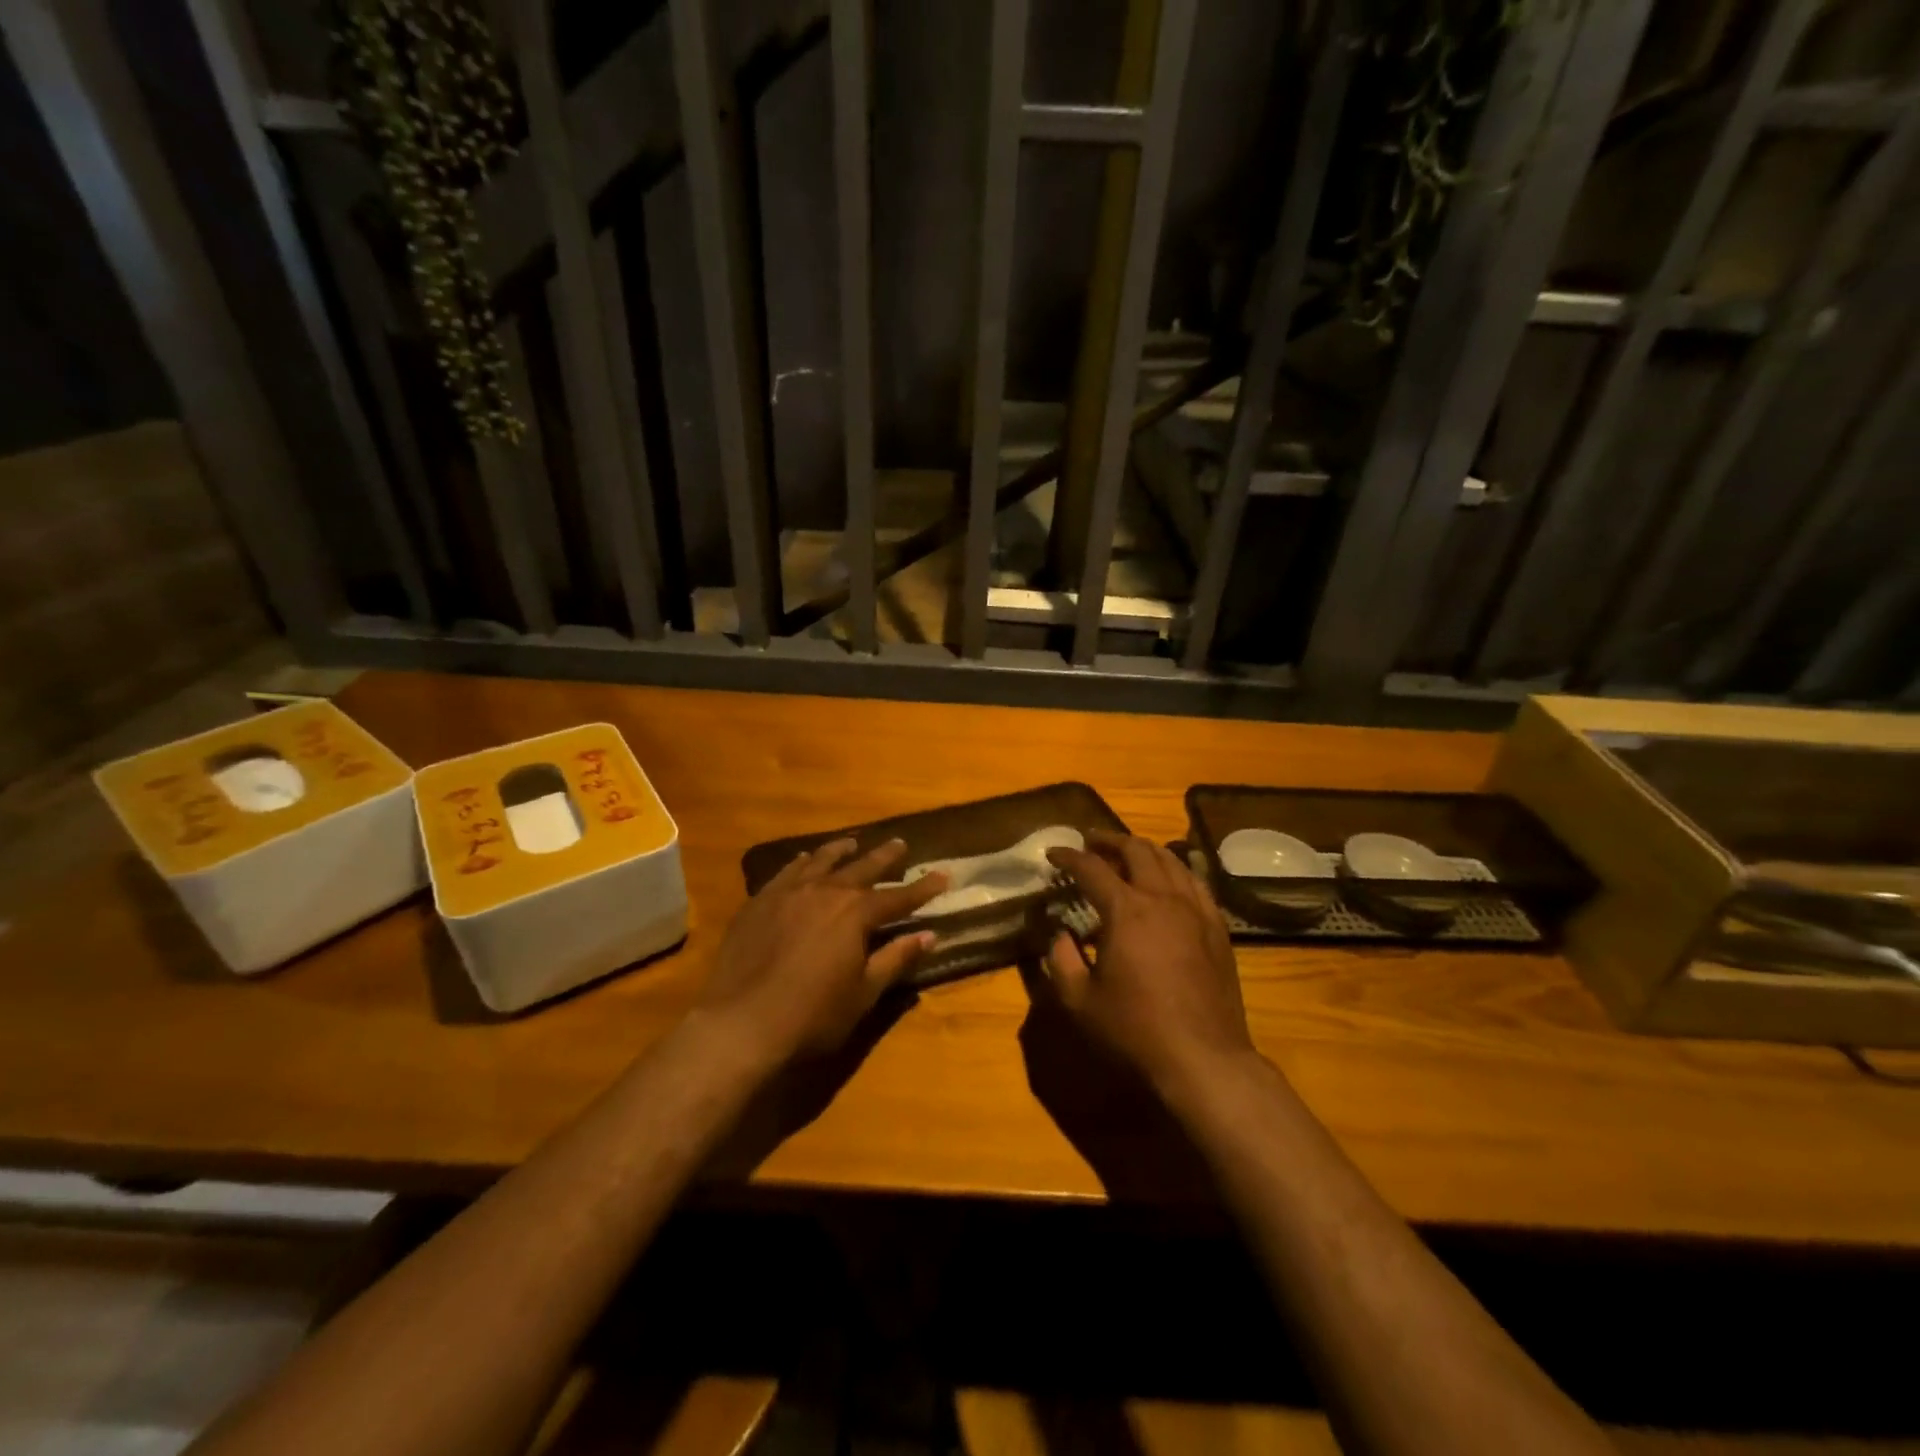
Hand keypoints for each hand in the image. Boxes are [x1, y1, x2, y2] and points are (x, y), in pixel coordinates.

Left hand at [694, 838, 948, 1067]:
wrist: (741, 1023)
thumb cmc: (812, 1015)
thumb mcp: (864, 992)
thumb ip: (895, 959)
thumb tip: (929, 935)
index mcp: (856, 914)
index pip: (898, 897)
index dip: (923, 888)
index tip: (942, 875)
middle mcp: (826, 892)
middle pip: (862, 868)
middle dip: (885, 857)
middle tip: (900, 845)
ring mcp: (789, 893)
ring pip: (821, 861)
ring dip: (841, 851)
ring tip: (852, 842)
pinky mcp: (760, 902)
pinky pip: (786, 872)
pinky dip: (801, 863)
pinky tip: (803, 860)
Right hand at [1043, 830, 1254, 1093]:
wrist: (1203, 1058)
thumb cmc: (1135, 1030)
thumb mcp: (1080, 1000)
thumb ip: (1061, 960)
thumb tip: (1059, 935)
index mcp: (1126, 910)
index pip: (1091, 868)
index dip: (1069, 856)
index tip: (1053, 854)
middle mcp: (1163, 898)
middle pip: (1136, 850)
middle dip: (1109, 840)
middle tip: (1090, 842)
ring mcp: (1195, 911)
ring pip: (1170, 860)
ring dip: (1143, 850)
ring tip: (1127, 853)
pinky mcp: (1217, 928)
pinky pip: (1196, 883)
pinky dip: (1175, 870)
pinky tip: (1169, 880)